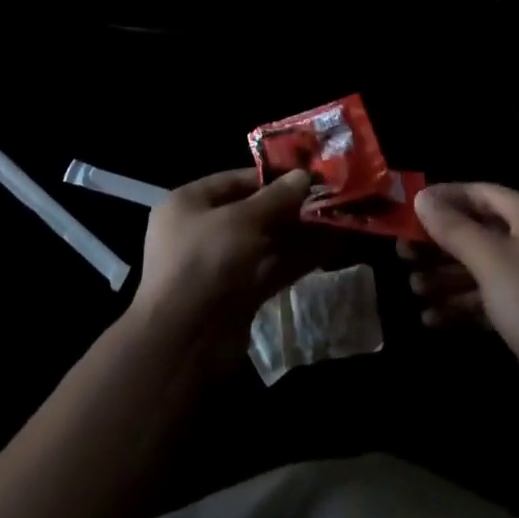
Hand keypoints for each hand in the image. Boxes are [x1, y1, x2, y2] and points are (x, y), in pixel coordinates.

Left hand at [129, 168, 322, 368]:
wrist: (182, 343)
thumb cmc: (205, 262)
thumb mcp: (241, 221)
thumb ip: (276, 198)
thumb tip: (304, 174)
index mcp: (190, 204)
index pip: (235, 181)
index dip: (271, 177)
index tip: (307, 174)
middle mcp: (203, 231)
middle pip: (253, 212)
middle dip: (290, 206)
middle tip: (328, 197)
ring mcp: (221, 266)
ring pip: (265, 242)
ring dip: (299, 232)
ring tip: (336, 218)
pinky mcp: (238, 295)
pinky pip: (270, 268)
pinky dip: (296, 258)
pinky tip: (328, 246)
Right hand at [407, 183, 518, 439]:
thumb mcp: (490, 261)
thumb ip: (453, 228)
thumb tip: (421, 198)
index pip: (480, 193)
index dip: (444, 197)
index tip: (409, 209)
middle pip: (476, 231)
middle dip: (439, 243)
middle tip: (402, 253)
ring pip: (478, 268)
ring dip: (444, 277)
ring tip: (413, 289)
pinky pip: (485, 300)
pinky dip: (460, 306)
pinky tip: (431, 319)